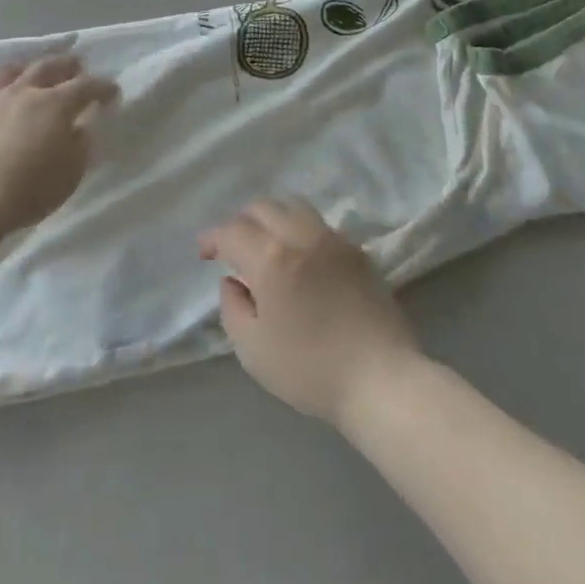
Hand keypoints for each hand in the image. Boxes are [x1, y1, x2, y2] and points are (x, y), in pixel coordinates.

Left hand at [0, 55, 117, 240]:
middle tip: (76, 65)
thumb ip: (80, 146)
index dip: (102, 87)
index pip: (86, 86)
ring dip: (24, 68)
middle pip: (47, 66)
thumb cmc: (28, 189)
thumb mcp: (71, 173)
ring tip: (29, 71)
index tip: (112, 92)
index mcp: (55, 104)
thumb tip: (79, 129)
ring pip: (8, 71)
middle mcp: (23, 93)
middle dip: (66, 64)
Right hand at [197, 197, 419, 425]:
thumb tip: (233, 281)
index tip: (204, 253)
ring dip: (272, 218)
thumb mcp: (253, 349)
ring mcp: (333, 239)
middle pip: (264, 207)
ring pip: (294, 207)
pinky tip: (300, 258)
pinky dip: (300, 231)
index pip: (233, 230)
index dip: (213, 237)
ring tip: (266, 245)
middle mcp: (302, 236)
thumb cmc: (309, 369)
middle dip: (241, 222)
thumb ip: (233, 308)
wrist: (380, 377)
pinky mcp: (357, 250)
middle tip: (233, 248)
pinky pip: (319, 226)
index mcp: (272, 258)